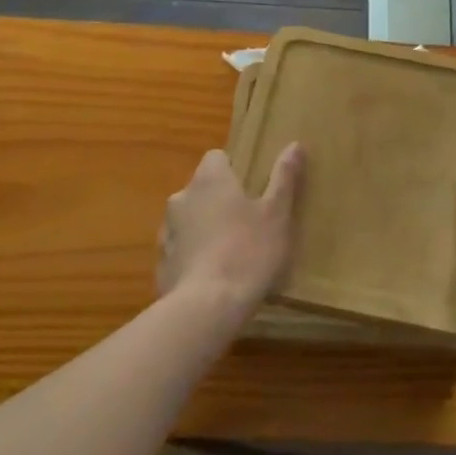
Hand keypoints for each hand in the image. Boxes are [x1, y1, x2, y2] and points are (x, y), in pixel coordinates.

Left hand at [157, 145, 304, 325]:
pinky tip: (213, 279)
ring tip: (230, 254)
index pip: (216, 157)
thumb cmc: (248, 252)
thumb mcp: (277, 214)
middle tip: (246, 223)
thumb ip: (284, 177)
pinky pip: (180, 251)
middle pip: (202, 189)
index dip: (234, 169)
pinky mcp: (161, 265)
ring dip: (204, 229)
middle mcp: (181, 198)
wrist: (206, 309)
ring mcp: (167, 232)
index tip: (251, 188)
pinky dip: (193, 258)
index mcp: (209, 179)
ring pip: (188, 221)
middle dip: (219, 201)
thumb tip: (294, 145)